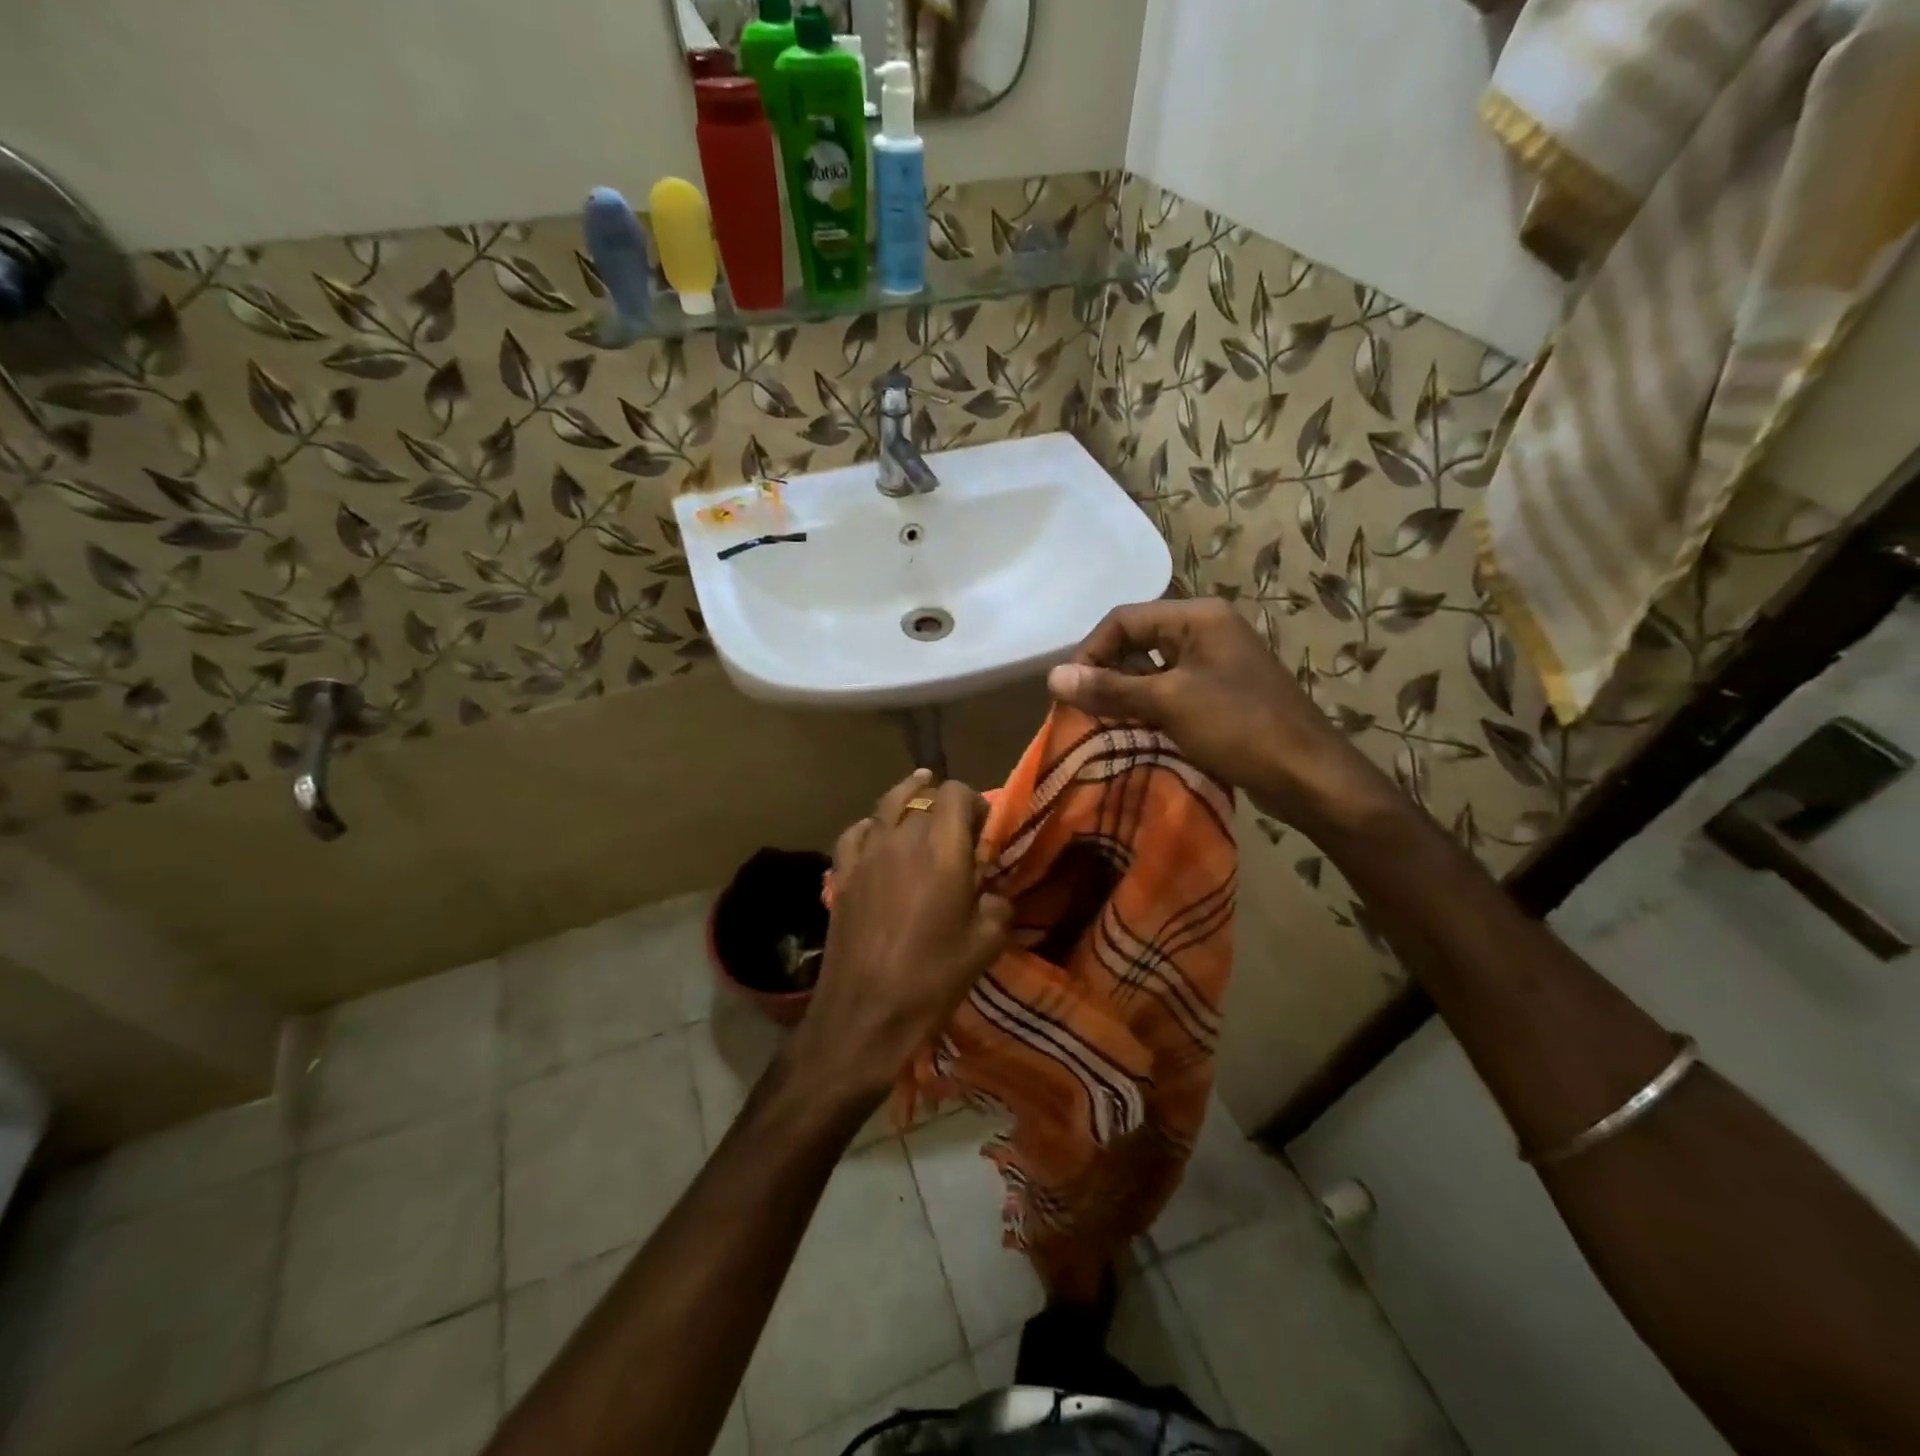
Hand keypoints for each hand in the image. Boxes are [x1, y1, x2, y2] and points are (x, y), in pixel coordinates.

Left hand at [788, 770, 1011, 1107]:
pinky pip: (856, 833)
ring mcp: (867, 854)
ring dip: (907, 798)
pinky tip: (876, 834)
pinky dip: (871, 826)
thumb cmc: (932, 978)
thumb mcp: (987, 944)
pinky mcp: (843, 875)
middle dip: (945, 807)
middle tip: (959, 834)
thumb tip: (993, 893)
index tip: (984, 826)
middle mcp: (902, 839)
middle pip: (924, 799)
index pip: (956, 793)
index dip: (973, 800)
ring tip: (918, 791)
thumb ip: (999, 905)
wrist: (865, 1013)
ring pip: (886, 805)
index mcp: (942, 849)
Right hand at [1047, 599, 1383, 826]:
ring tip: (1101, 724)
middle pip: (1137, 641)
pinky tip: (1133, 732)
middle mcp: (1206, 631)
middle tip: (1082, 710)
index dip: (1091, 651)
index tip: (1069, 691)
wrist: (1309, 775)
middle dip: (1106, 673)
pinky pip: (1171, 691)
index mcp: (1198, 618)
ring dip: (1124, 694)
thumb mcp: (1169, 703)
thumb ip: (1110, 688)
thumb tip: (1053, 676)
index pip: (1123, 619)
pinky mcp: (1220, 694)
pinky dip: (1147, 708)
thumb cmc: (1239, 728)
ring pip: (1152, 669)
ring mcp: (1216, 663)